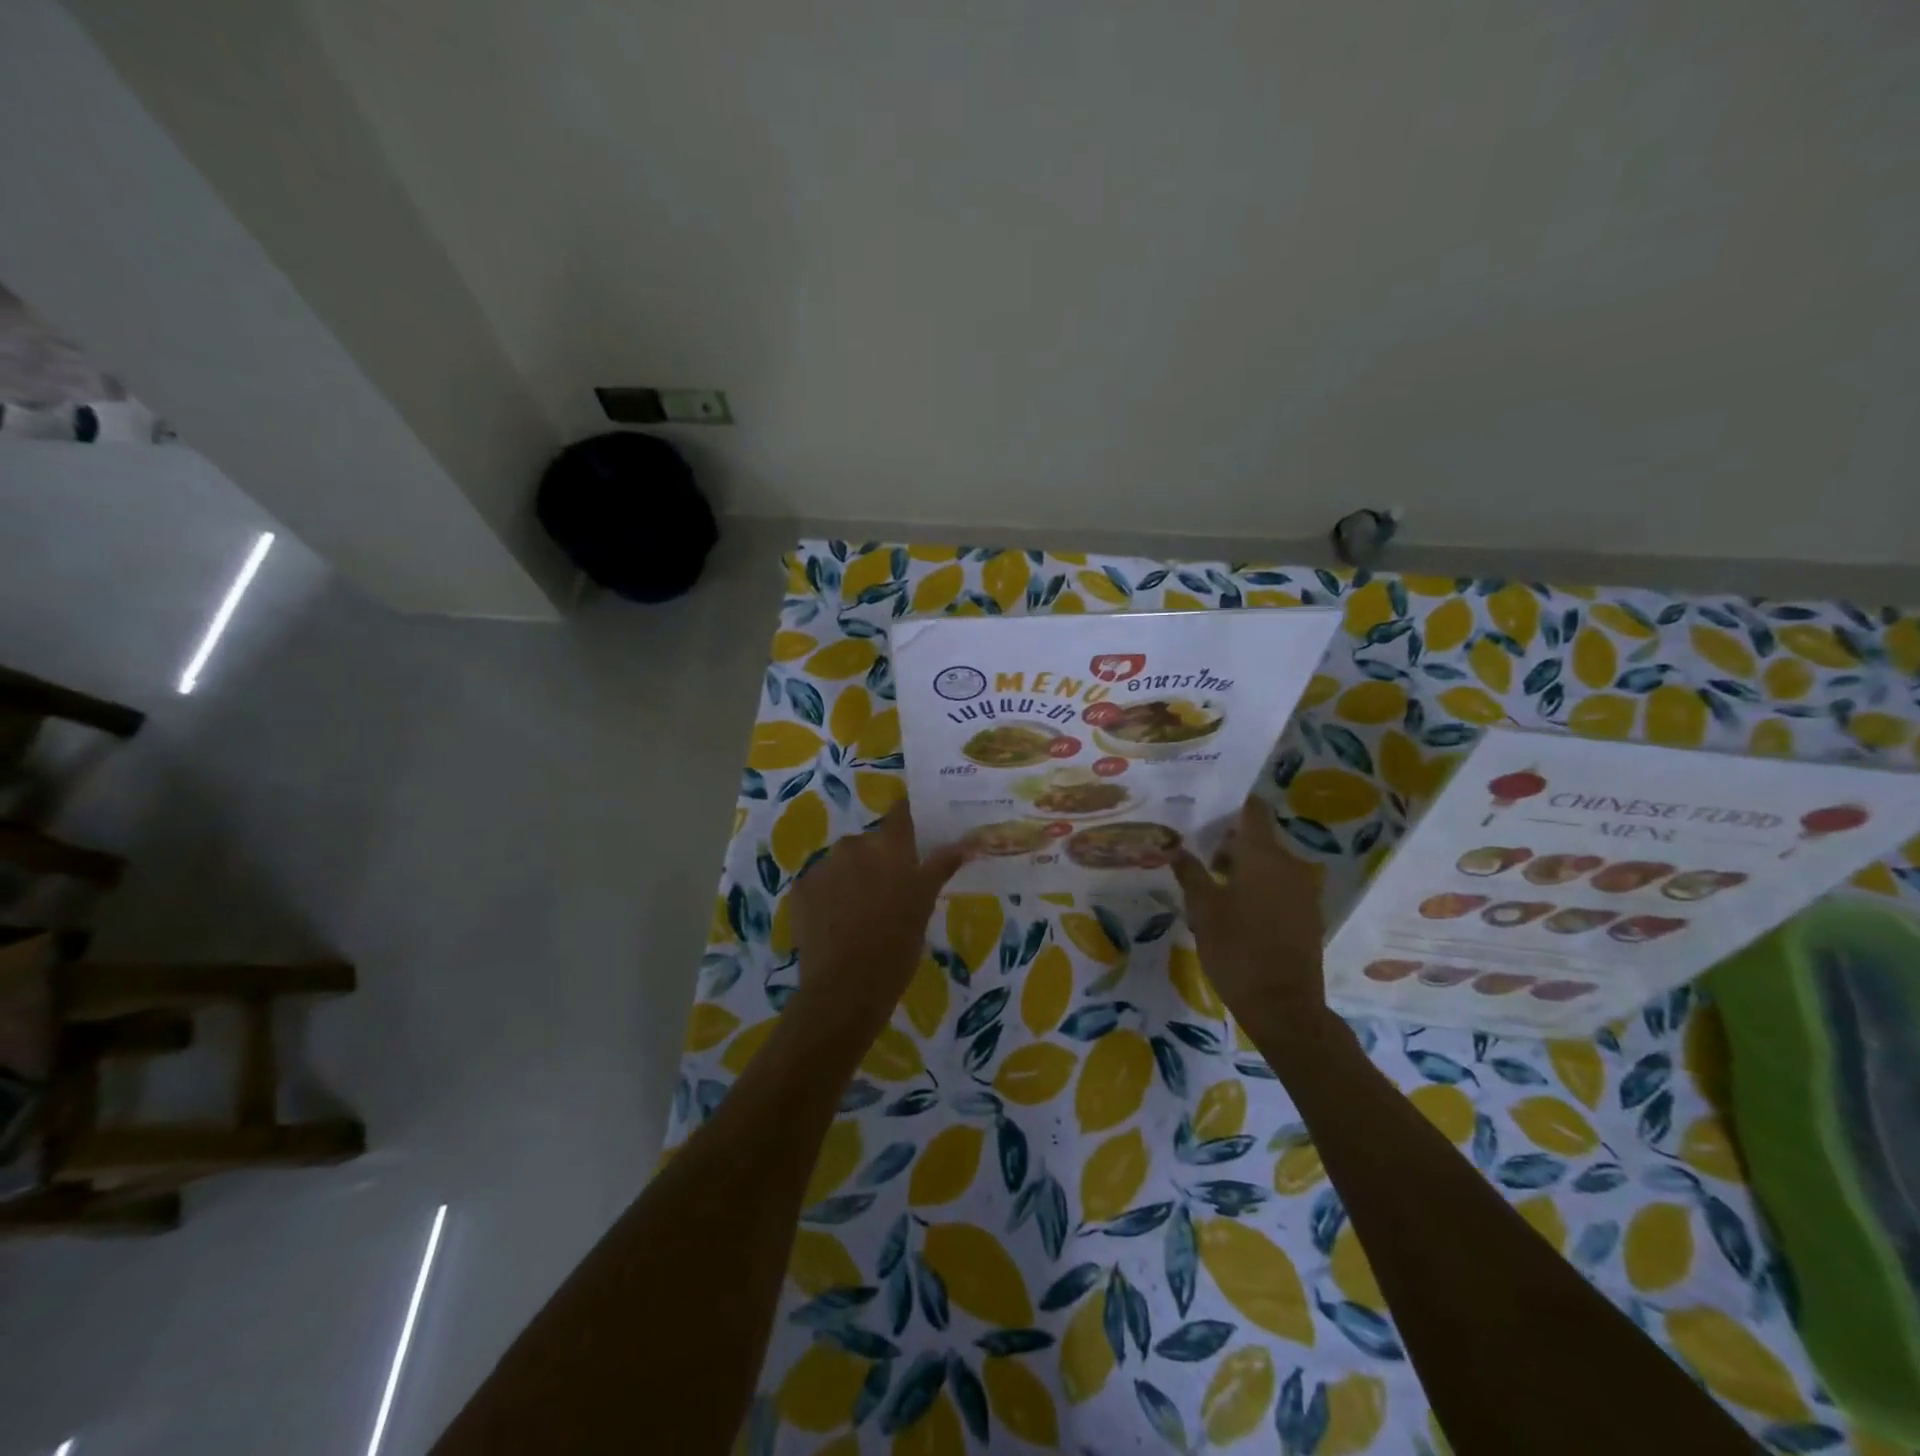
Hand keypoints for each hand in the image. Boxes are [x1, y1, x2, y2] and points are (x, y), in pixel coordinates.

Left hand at [788, 803, 963, 1035]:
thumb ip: (941, 865)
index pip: (901, 812)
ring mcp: (823, 866)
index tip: (915, 830)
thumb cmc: (897, 943)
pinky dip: (829, 896)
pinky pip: (820, 883)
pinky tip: (837, 924)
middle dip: (879, 860)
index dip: (908, 817)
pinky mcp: (800, 888)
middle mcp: (853, 844)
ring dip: (852, 878)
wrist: (845, 987)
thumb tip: (966, 841)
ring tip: (861, 914)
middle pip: (870, 842)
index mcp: (889, 845)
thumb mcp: (925, 903)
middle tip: (891, 892)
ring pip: (843, 862)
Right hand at [1172, 797, 1326, 1018]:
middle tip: (1197, 858)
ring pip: (1268, 863)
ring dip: (1242, 867)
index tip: (1205, 812)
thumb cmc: (1236, 951)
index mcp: (1263, 856)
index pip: (1253, 810)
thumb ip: (1190, 873)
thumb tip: (1176, 849)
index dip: (1231, 806)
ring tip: (1211, 888)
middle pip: (1258, 838)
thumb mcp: (1203, 910)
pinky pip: (1280, 885)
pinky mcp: (1307, 914)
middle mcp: (1289, 864)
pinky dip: (1258, 887)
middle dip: (1228, 843)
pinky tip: (1234, 910)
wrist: (1283, 1007)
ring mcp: (1303, 890)